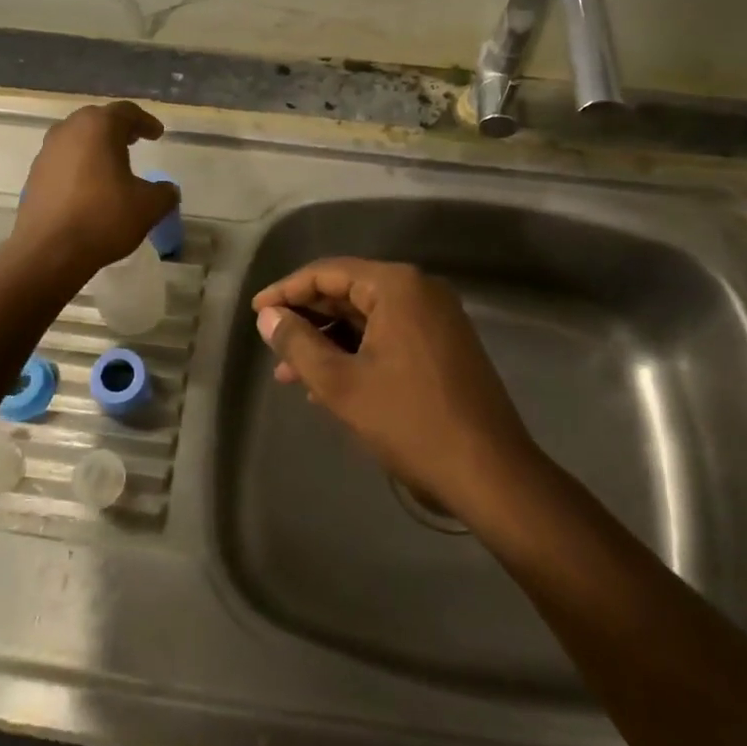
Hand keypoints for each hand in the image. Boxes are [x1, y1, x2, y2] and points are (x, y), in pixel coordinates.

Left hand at [7, 103, 177, 281]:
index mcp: (98, 128)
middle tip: (134, 140)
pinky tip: (90, 187)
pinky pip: (63, 161)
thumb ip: (164, 193)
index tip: (157, 133)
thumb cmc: (103, 218)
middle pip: (96, 120)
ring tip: (112, 163)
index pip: (126, 112)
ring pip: (76, 139)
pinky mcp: (34, 176)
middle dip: (118, 129)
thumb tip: (167, 190)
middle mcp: (68, 131)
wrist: (48, 252)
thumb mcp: (148, 207)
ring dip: (96, 146)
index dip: (145, 121)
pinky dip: (79, 165)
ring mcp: (47, 153)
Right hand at [252, 259, 538, 520]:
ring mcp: (436, 318)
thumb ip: (298, 344)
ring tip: (290, 373)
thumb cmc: (410, 422)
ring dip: (328, 341)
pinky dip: (356, 352)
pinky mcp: (443, 344)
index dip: (287, 290)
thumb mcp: (342, 385)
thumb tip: (267, 317)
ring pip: (367, 317)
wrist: (490, 473)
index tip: (256, 312)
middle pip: (348, 291)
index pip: (328, 272)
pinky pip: (388, 334)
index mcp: (397, 286)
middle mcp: (420, 291)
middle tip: (271, 344)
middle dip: (307, 319)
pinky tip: (327, 383)